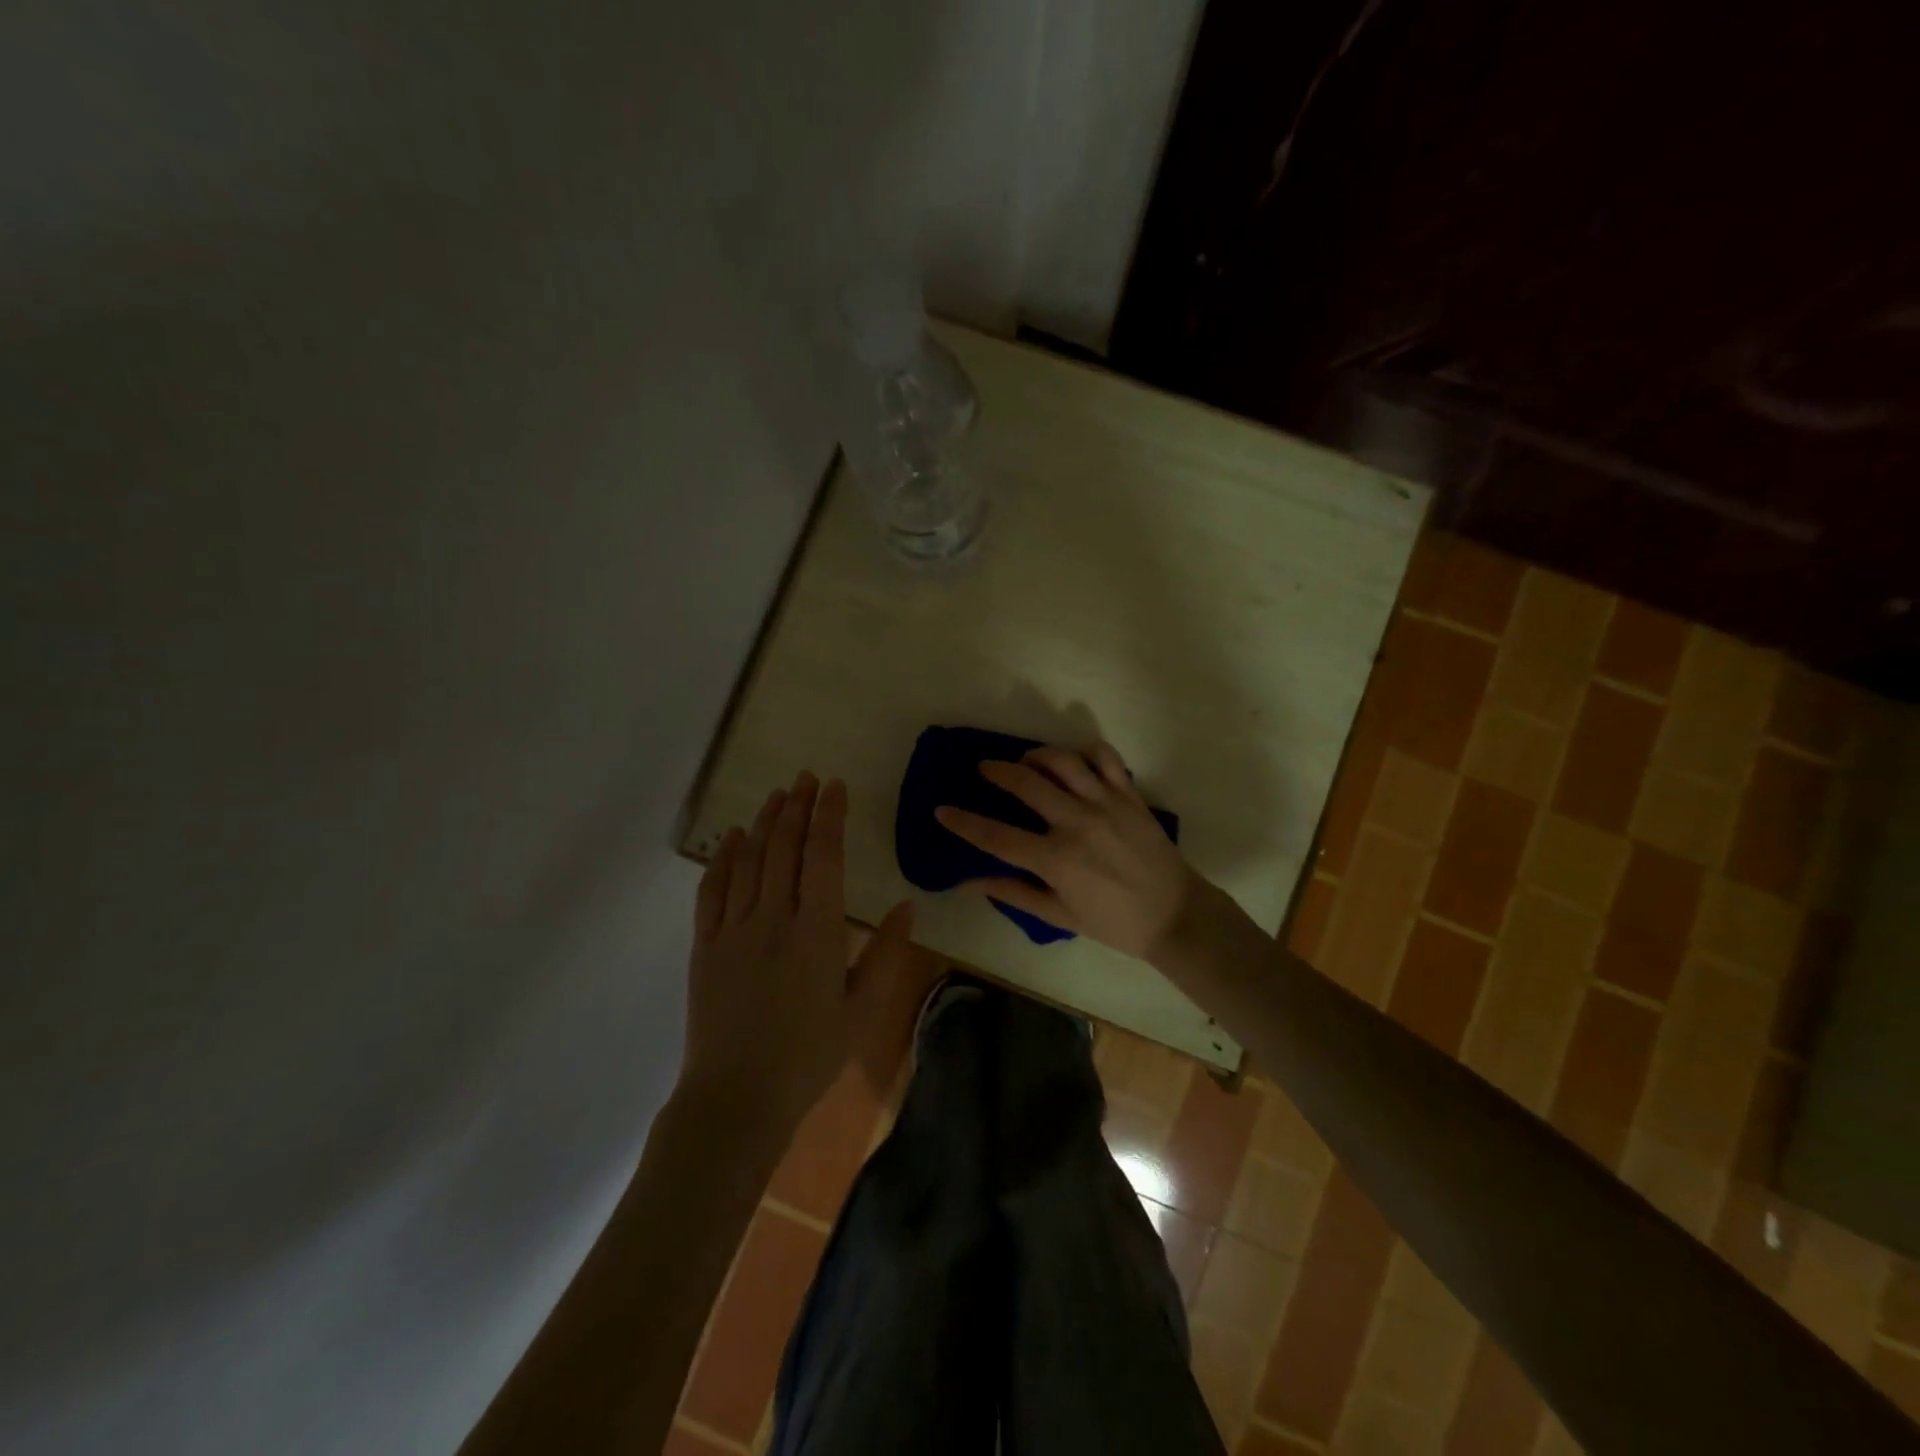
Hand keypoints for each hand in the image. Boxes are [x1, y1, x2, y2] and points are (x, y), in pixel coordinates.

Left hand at [683, 772, 918, 1141]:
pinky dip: (723, 857)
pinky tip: (733, 837)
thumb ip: (886, 954)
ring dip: (765, 823)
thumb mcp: (862, 1010)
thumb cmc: (808, 1057)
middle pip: (785, 848)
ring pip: (750, 860)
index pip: (823, 857)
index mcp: (817, 932)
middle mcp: (773, 919)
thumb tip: (906, 905)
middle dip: (798, 807)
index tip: (834, 786)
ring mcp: (733, 930)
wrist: (736, 1099)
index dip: (829, 816)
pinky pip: (712, 889)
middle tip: (807, 777)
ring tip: (778, 794)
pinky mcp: (705, 945)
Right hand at [934, 743, 1205, 962]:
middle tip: (985, 769)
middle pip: (1026, 783)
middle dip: (997, 771)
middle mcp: (1077, 823)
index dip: (964, 822)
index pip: (997, 836)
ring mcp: (1107, 804)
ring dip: (1037, 754)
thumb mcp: (1059, 915)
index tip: (941, 810)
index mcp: (1056, 859)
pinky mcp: (1130, 795)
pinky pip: (1106, 758)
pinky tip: (1074, 760)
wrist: (1175, 917)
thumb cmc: (1114, 923)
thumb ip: (1013, 893)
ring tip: (1026, 761)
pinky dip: (1086, 751)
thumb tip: (969, 881)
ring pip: (1063, 761)